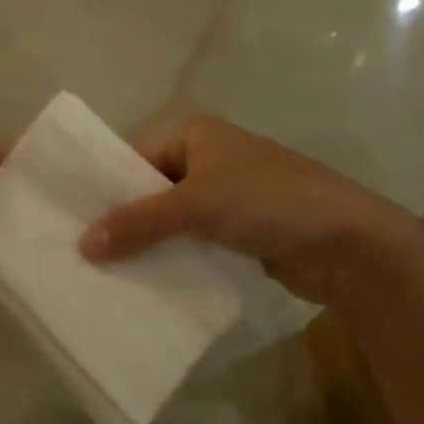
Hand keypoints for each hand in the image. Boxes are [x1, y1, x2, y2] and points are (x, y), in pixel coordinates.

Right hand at [79, 116, 423, 306]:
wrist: (349, 242)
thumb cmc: (267, 201)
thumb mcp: (196, 205)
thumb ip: (139, 222)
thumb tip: (83, 244)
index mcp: (197, 136)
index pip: (138, 159)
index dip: (108, 189)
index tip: (74, 222)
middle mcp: (211, 161)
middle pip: (155, 192)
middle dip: (127, 223)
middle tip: (86, 256)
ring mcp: (230, 199)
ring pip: (176, 223)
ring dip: (152, 247)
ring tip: (108, 277)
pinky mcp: (245, 235)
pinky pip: (198, 245)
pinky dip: (178, 262)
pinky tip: (150, 287)